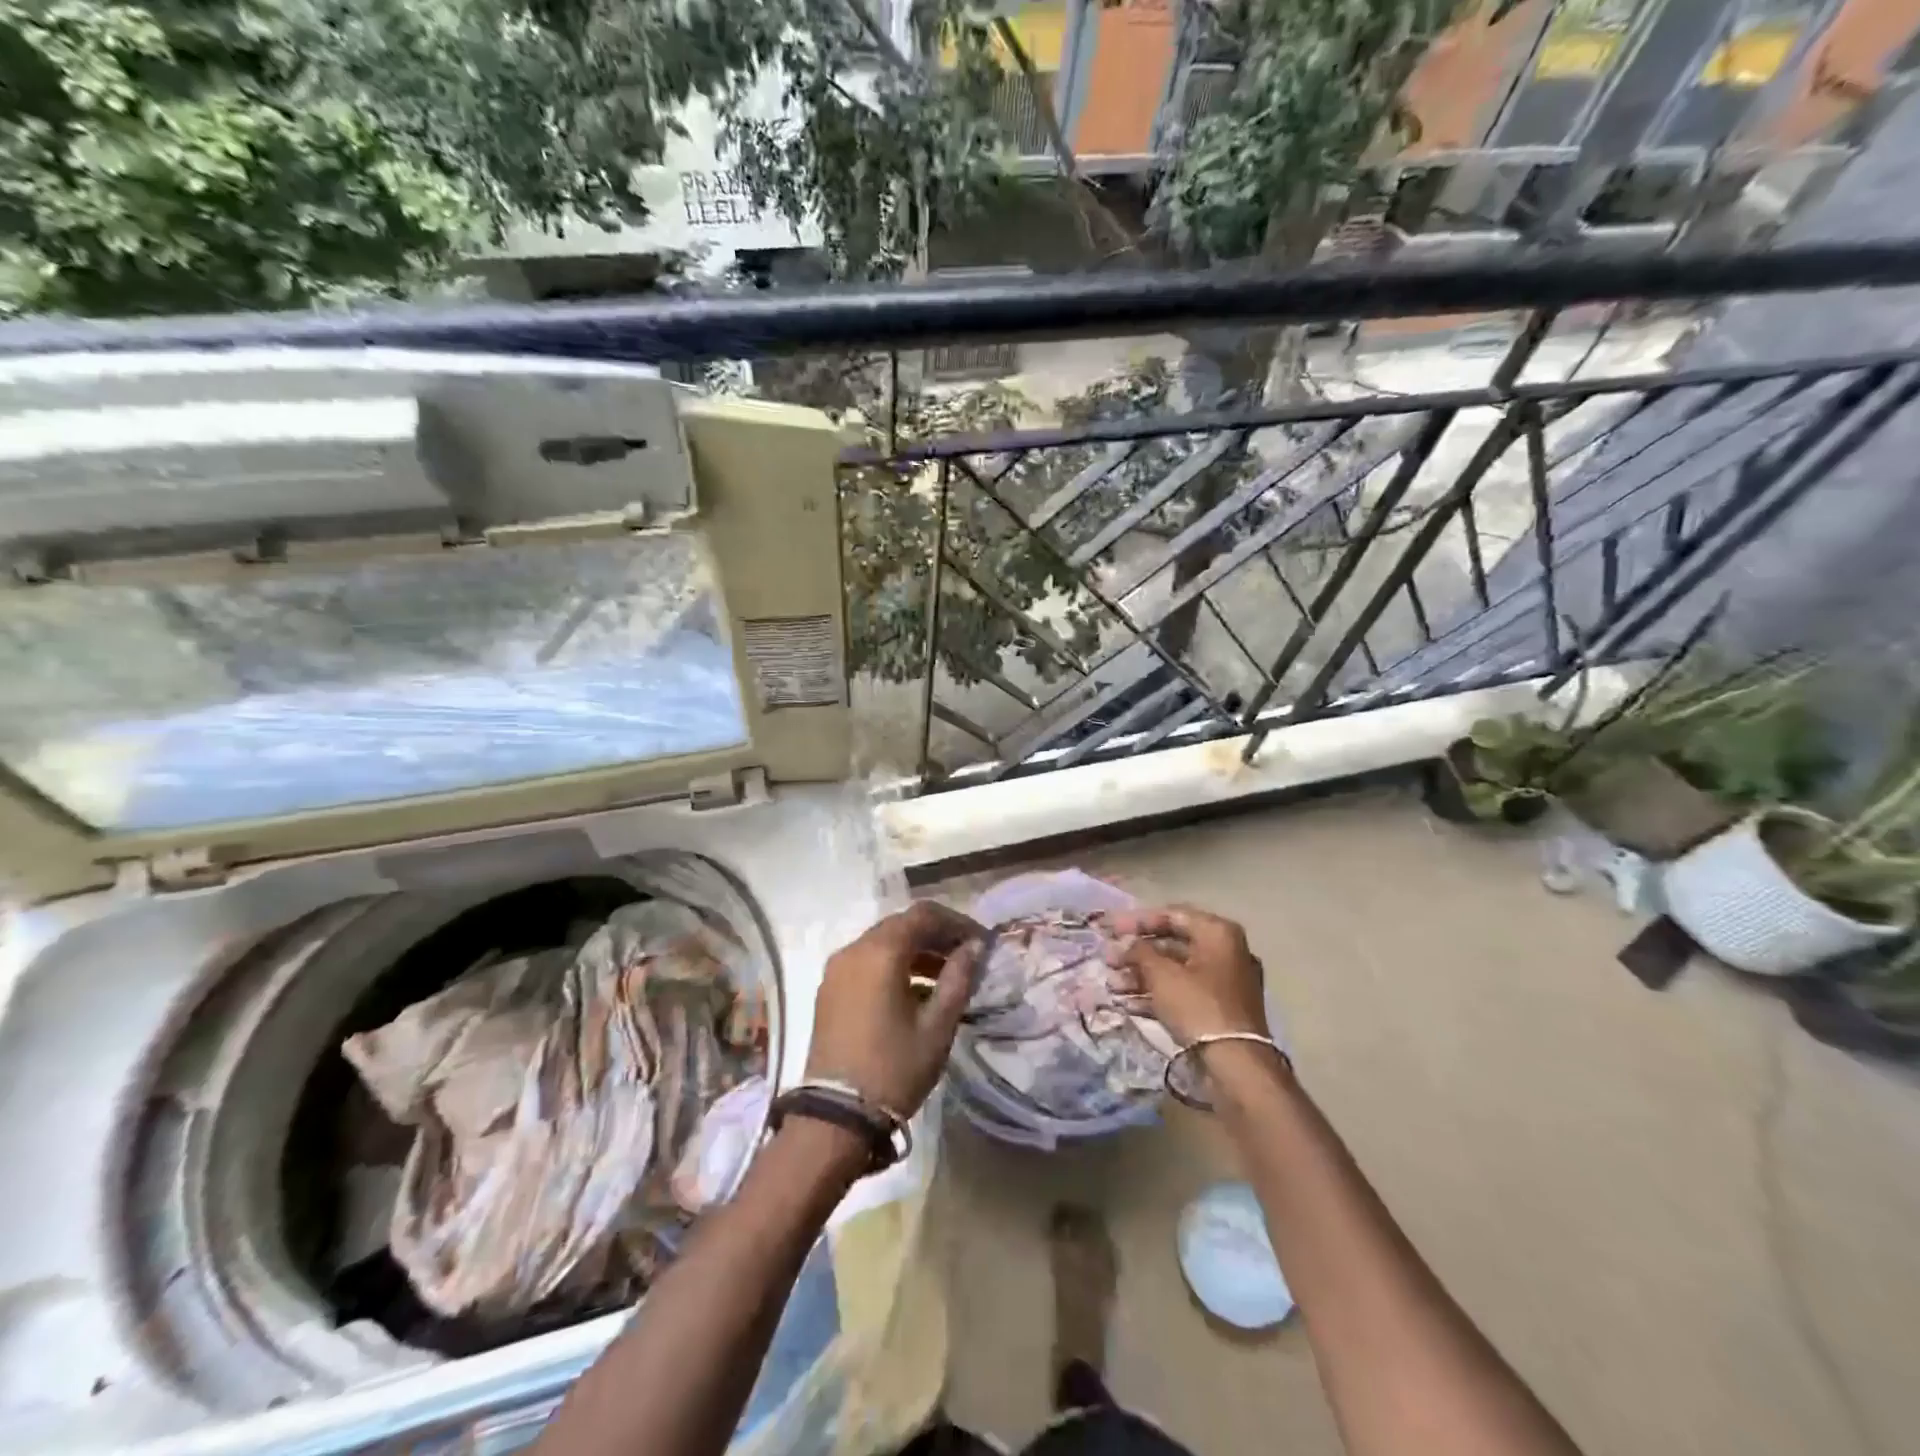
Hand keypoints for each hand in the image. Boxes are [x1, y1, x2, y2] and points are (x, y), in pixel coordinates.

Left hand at [805, 901, 984, 1116]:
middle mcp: (854, 949)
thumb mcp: (937, 1026)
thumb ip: (958, 978)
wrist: (835, 1116)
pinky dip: (894, 966)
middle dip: (936, 935)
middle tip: (966, 956)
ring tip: (947, 976)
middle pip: (901, 925)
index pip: (923, 915)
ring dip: (916, 951)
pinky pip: (867, 962)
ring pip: (883, 943)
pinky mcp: (829, 990)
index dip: (956, 922)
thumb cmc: (894, 1068)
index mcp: (880, 952)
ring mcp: (837, 969)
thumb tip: (974, 947)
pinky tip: (916, 992)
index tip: (981, 942)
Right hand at [1110, 905, 1268, 1043]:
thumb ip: (1138, 951)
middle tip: (1108, 960)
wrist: (1235, 1064)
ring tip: (1112, 985)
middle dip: (1136, 953)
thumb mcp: (1161, 974)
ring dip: (1141, 976)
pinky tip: (1127, 1004)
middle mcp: (1225, 952)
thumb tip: (1125, 942)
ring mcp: (1224, 983)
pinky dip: (1156, 995)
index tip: (1109, 929)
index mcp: (1218, 933)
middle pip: (1172, 944)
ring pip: (1175, 971)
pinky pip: (1183, 993)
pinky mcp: (1219, 1010)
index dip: (1137, 921)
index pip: (1171, 915)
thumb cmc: (1197, 1006)